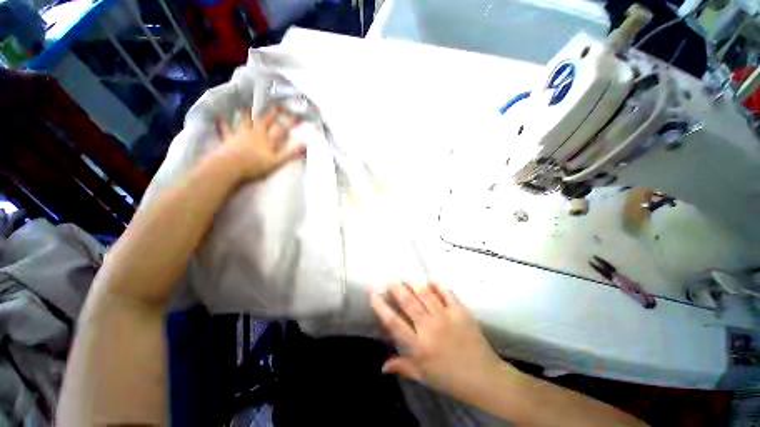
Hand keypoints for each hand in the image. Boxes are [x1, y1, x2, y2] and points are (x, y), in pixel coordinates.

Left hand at [217, 105, 305, 180]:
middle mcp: (255, 133)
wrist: (231, 166)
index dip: (289, 123)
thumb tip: (305, 145)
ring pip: (245, 121)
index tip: (296, 115)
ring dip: (247, 114)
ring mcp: (241, 134)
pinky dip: (223, 123)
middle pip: (264, 121)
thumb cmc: (256, 165)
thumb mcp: (277, 161)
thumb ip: (290, 153)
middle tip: (275, 106)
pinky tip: (220, 117)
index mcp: (268, 140)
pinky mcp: (228, 139)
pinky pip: (226, 129)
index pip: (281, 129)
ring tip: (247, 106)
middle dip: (270, 114)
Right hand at [371, 282, 510, 398]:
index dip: (382, 308)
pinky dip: (437, 285)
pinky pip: (447, 293)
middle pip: (409, 303)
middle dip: (397, 289)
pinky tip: (430, 280)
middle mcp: (430, 329)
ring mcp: (446, 318)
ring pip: (426, 294)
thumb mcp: (423, 376)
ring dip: (414, 284)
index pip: (394, 323)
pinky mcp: (460, 312)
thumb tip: (381, 367)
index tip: (374, 295)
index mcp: (419, 346)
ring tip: (407, 278)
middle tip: (390, 279)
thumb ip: (402, 367)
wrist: (483, 377)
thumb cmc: (449, 378)